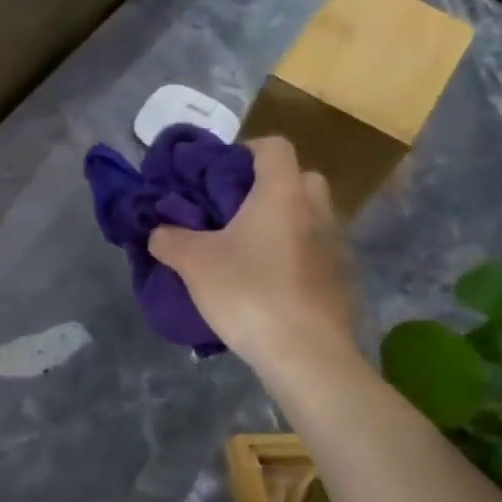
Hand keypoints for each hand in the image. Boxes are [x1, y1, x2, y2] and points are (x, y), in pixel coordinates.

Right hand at [148, 136, 358, 374]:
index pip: (274, 146)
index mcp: (283, 194)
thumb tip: (158, 231)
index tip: (218, 174)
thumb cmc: (249, 293)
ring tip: (247, 250)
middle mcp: (317, 210)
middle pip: (298, 179)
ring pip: (308, 217)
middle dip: (267, 187)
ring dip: (282, 223)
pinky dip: (294, 256)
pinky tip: (268, 283)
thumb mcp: (193, 263)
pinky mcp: (342, 280)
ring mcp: (336, 246)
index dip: (245, 151)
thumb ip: (169, 239)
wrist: (307, 355)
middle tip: (233, 211)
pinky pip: (315, 251)